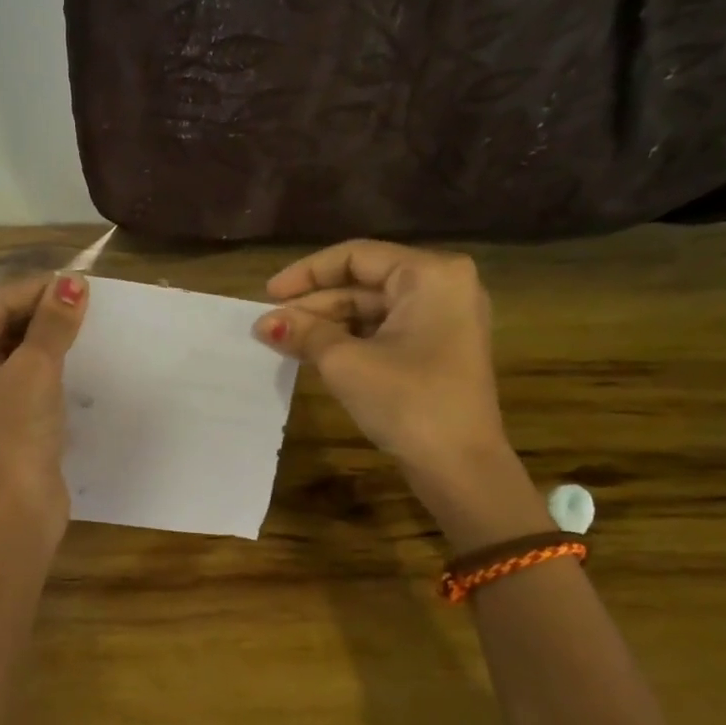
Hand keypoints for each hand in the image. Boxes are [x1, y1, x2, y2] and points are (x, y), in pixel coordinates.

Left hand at [0, 274, 88, 538]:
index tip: (83, 284)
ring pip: (12, 349)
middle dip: (42, 315)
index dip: (38, 292)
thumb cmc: (13, 439)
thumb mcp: (34, 373)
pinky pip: (18, 374)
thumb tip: (73, 281)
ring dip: (46, 338)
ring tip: (87, 326)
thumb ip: (52, 324)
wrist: (14, 518)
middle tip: (89, 305)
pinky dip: (44, 364)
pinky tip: (75, 356)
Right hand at [251, 240, 509, 480]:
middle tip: (271, 325)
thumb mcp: (346, 363)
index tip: (268, 294)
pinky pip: (387, 329)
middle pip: (365, 282)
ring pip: (373, 308)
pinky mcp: (440, 348)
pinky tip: (316, 353)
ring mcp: (446, 318)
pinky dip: (351, 339)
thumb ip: (304, 332)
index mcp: (430, 275)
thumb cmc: (407, 401)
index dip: (306, 273)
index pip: (355, 256)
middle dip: (315, 304)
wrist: (461, 468)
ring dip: (329, 323)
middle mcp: (444, 286)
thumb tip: (265, 323)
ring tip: (285, 340)